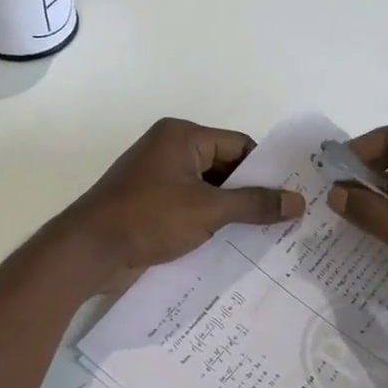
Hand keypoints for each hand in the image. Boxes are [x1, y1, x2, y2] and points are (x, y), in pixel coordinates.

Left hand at [63, 118, 303, 276]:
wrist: (89, 250)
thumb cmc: (149, 218)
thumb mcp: (208, 210)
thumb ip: (254, 204)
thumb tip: (298, 202)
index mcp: (182, 137)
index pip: (238, 146)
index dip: (265, 171)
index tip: (290, 197)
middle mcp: (169, 150)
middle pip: (224, 168)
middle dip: (249, 194)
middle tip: (284, 220)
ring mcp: (157, 179)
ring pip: (207, 191)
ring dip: (230, 212)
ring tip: (265, 237)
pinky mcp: (149, 205)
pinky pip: (189, 207)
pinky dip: (208, 222)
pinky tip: (231, 245)